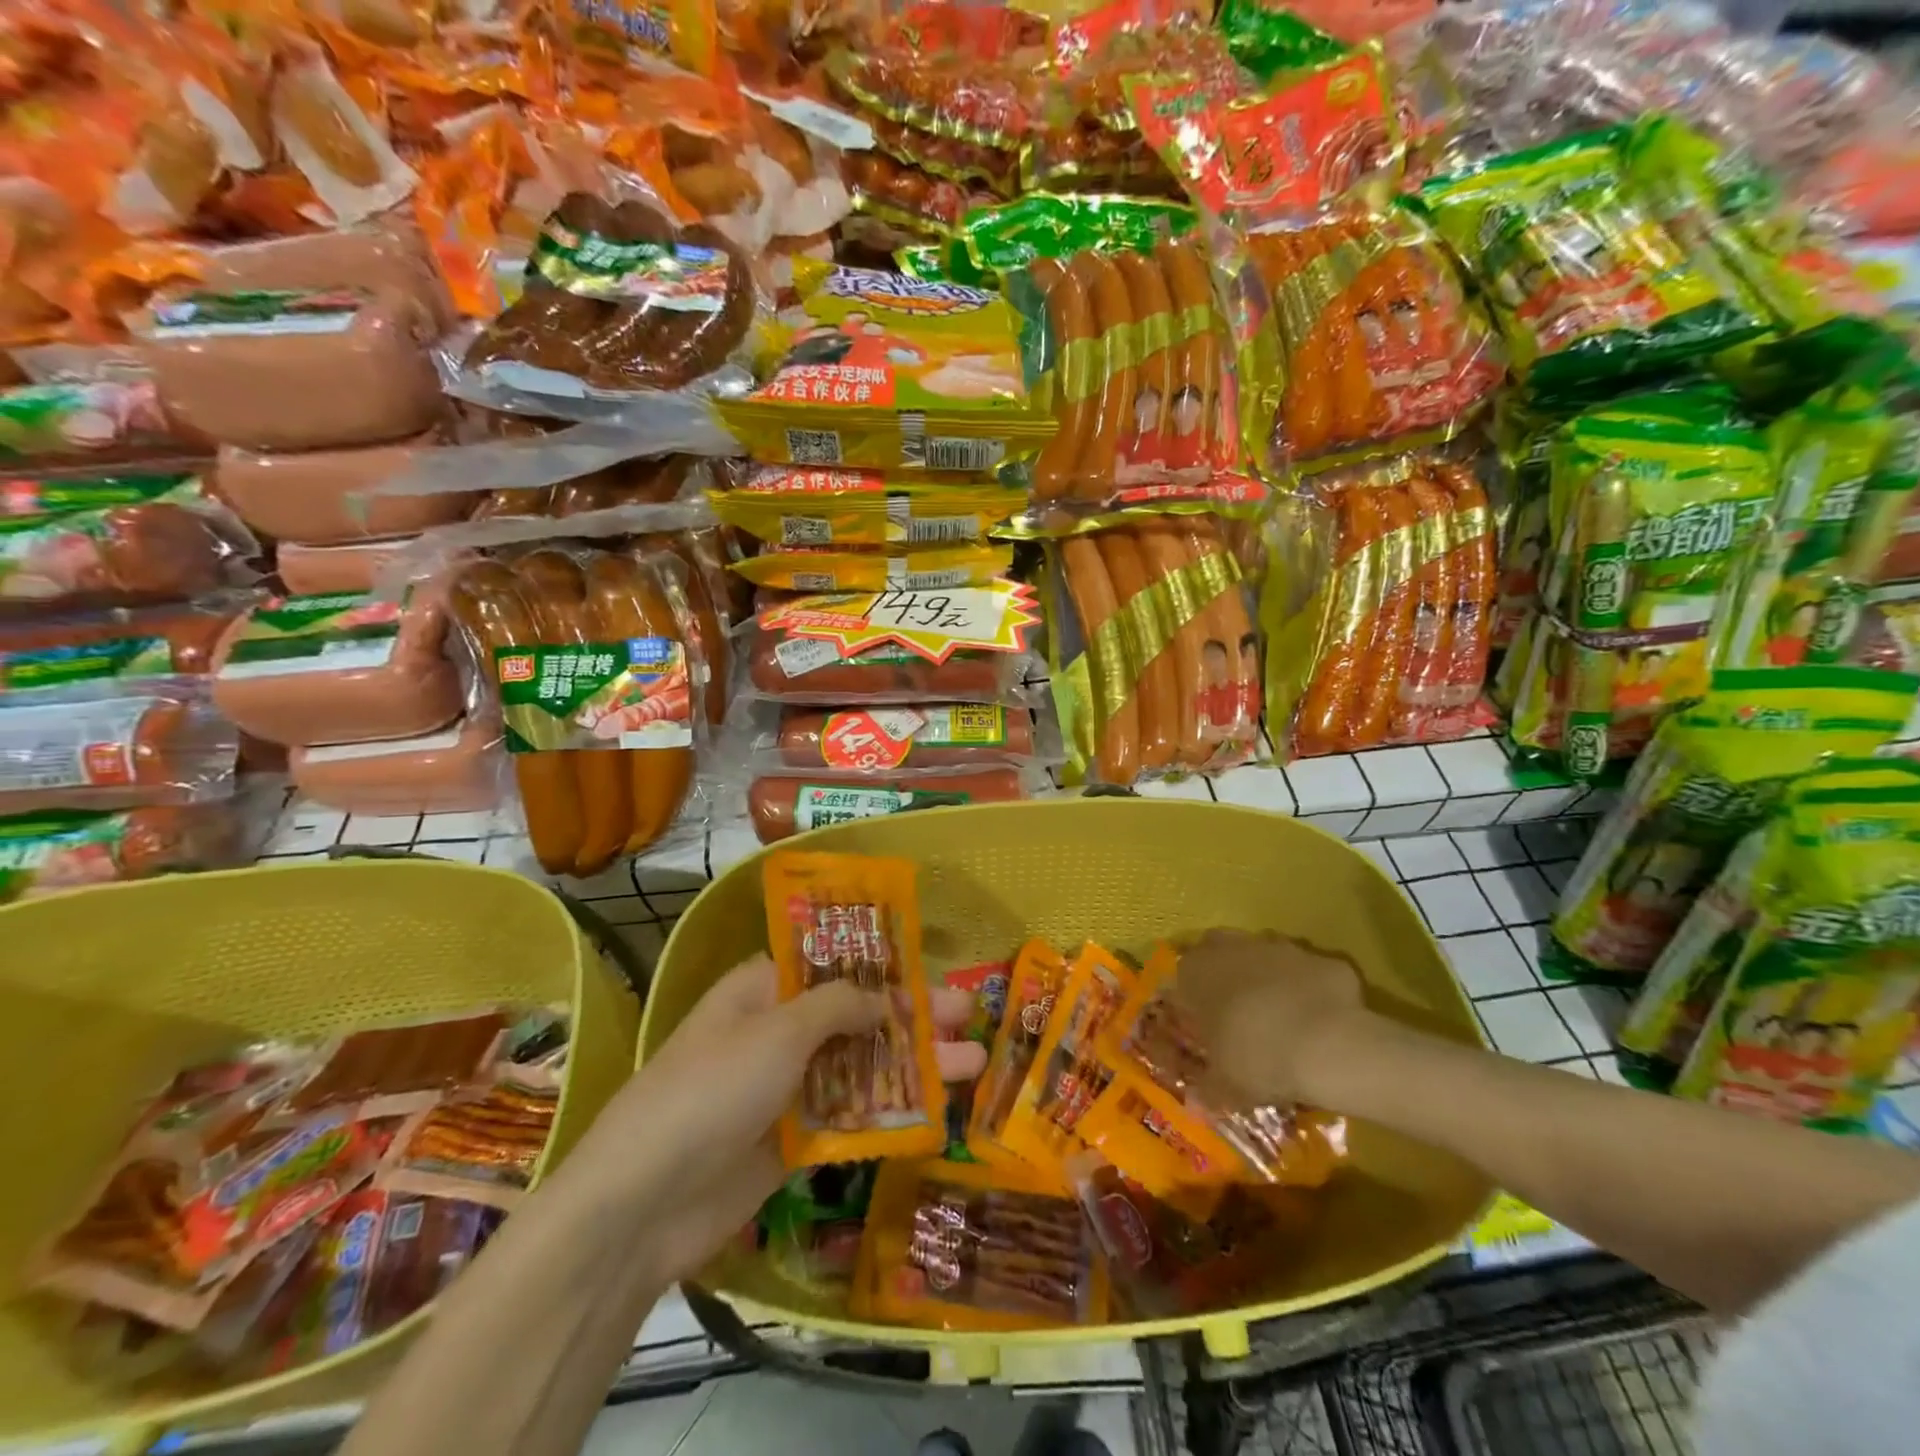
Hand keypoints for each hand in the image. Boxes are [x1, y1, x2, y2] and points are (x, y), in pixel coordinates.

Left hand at [595, 955, 987, 1284]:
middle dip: (912, 1016)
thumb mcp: (778, 1030)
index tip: (929, 966)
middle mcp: (777, 1033)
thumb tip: (882, 996)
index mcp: (763, 991)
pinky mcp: (792, 1142)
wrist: (643, 1205)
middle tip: (969, 1014)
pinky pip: (850, 1118)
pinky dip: (889, 1112)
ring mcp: (785, 1089)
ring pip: (860, 1068)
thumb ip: (838, 1006)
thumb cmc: (712, 1090)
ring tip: (974, 1063)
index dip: (881, 965)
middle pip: (856, 1016)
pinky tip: (936, 1111)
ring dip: (913, 1066)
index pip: (832, 965)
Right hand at [1167, 929, 1373, 1107]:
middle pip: (1219, 952)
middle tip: (1237, 1014)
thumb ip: (1207, 1091)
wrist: (1328, 1043)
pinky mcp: (1318, 957)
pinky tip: (1319, 1020)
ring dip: (1267, 979)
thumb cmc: (1257, 1058)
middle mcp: (1231, 949)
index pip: (1182, 980)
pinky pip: (1306, 972)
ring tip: (1280, 1019)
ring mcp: (1277, 947)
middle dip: (1225, 976)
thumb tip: (1196, 1105)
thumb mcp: (1225, 1086)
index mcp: (1196, 973)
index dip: (1192, 1003)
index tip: (1204, 1029)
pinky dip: (1309, 990)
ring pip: (1263, 956)